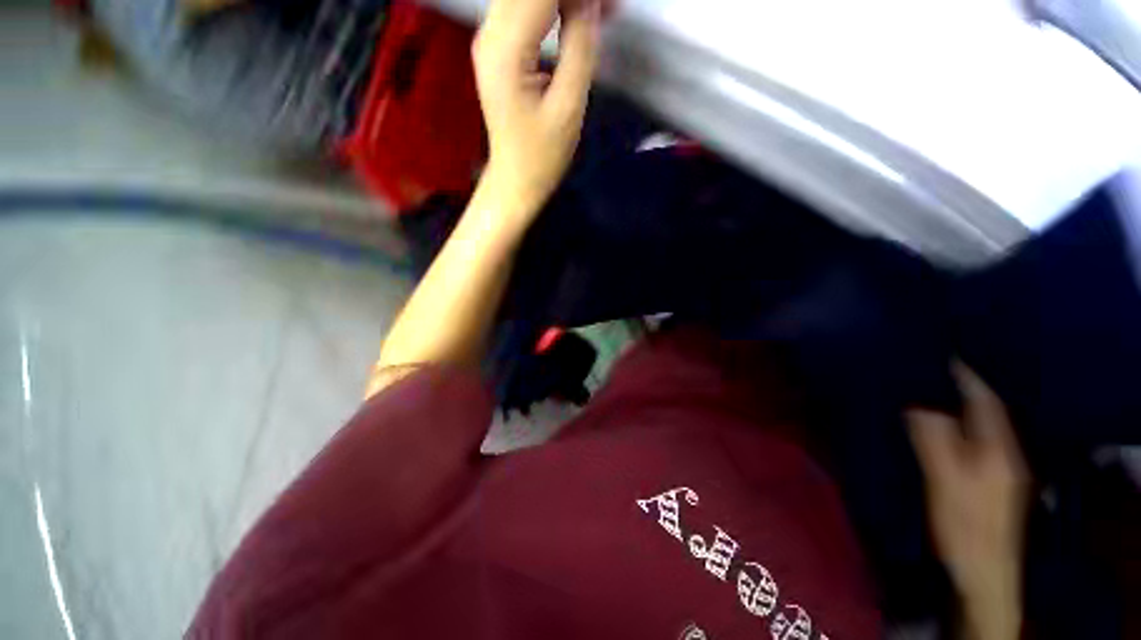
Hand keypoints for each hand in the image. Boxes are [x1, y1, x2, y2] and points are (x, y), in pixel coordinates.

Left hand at [472, 0, 603, 220]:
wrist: (515, 179)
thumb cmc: (542, 155)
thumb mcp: (569, 105)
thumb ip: (580, 44)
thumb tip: (590, 1)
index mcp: (506, 50)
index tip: (609, 4)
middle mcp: (489, 34)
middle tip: (608, 7)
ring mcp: (489, 39)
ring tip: (599, 11)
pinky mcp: (497, 48)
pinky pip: (524, 8)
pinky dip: (553, 4)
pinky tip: (579, 14)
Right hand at [907, 364, 1028, 639]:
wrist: (983, 566)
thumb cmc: (963, 521)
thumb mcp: (944, 478)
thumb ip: (934, 438)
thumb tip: (918, 402)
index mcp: (997, 448)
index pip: (985, 401)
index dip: (967, 377)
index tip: (945, 355)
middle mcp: (1005, 451)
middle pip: (987, 411)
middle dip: (964, 387)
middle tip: (934, 369)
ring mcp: (1002, 467)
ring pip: (983, 426)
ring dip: (963, 406)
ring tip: (936, 390)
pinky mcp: (992, 479)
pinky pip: (978, 440)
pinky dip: (963, 425)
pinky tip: (947, 426)